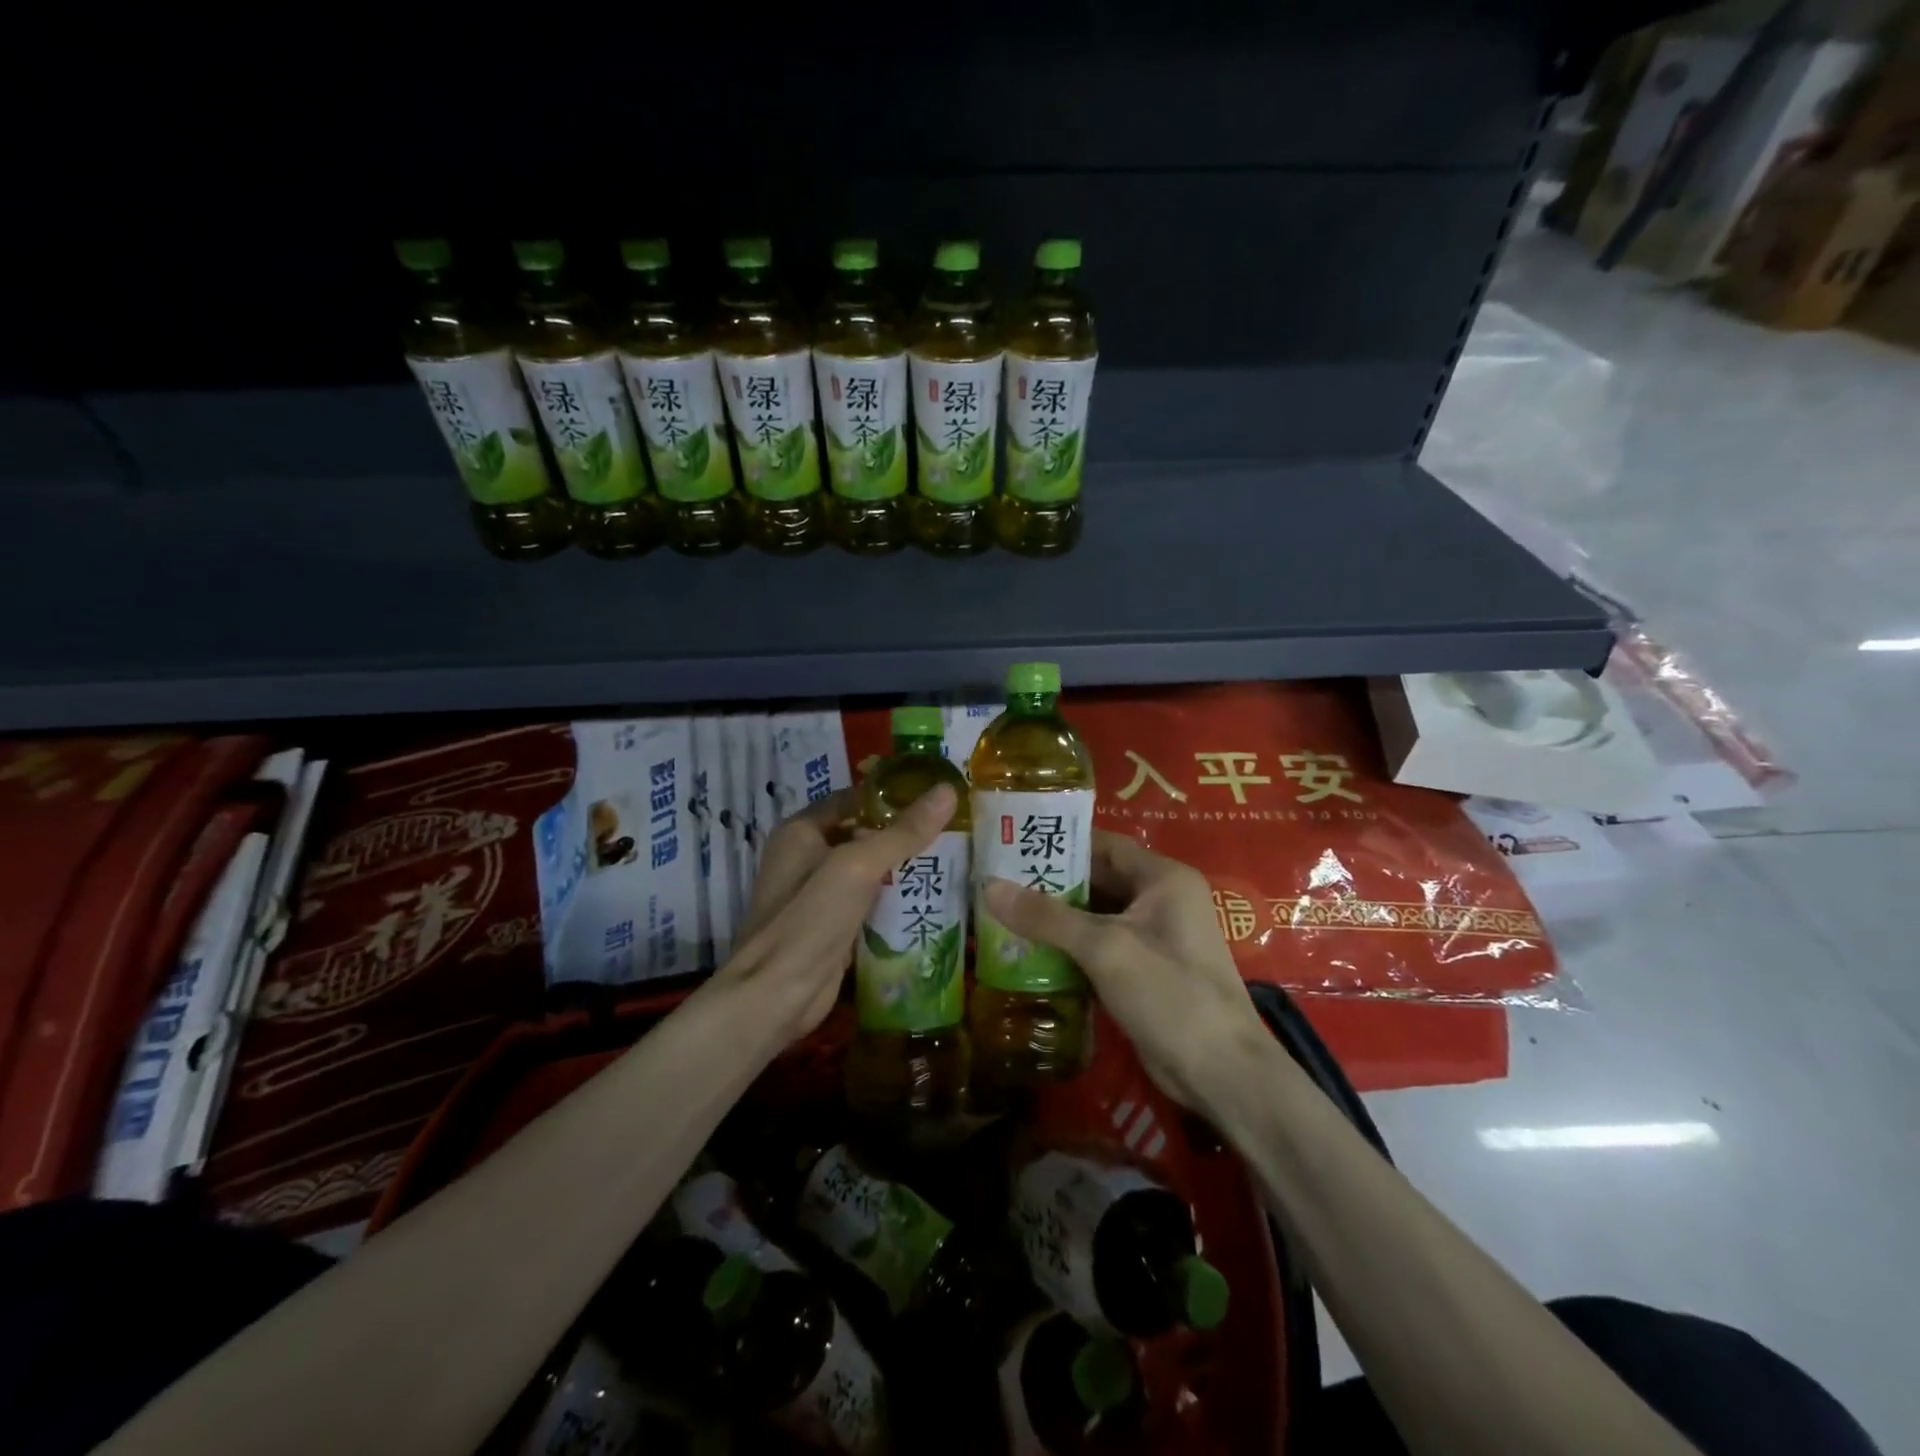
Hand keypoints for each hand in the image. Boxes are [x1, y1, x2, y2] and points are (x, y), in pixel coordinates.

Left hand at [714, 784, 958, 1041]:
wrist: (776, 995)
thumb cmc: (812, 918)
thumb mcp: (859, 865)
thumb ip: (903, 831)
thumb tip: (947, 791)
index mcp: (802, 830)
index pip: (854, 799)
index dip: (893, 796)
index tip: (936, 797)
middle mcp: (806, 857)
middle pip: (862, 834)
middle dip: (903, 833)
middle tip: (953, 829)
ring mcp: (817, 895)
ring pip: (868, 870)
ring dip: (902, 868)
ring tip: (951, 859)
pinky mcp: (831, 926)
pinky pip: (868, 902)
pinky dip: (894, 899)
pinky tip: (929, 898)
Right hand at [983, 831, 1268, 1109]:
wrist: (1222, 1073)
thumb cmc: (1170, 994)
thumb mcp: (1105, 948)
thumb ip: (1047, 917)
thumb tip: (988, 886)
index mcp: (1162, 878)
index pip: (1103, 844)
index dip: (1060, 843)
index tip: (1012, 844)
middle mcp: (1160, 899)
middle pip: (1097, 880)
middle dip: (1050, 883)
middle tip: (997, 881)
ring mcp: (1154, 937)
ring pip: (1095, 916)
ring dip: (1055, 918)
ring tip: (1001, 913)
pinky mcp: (1143, 971)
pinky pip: (1099, 946)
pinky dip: (1068, 947)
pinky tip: (1028, 951)